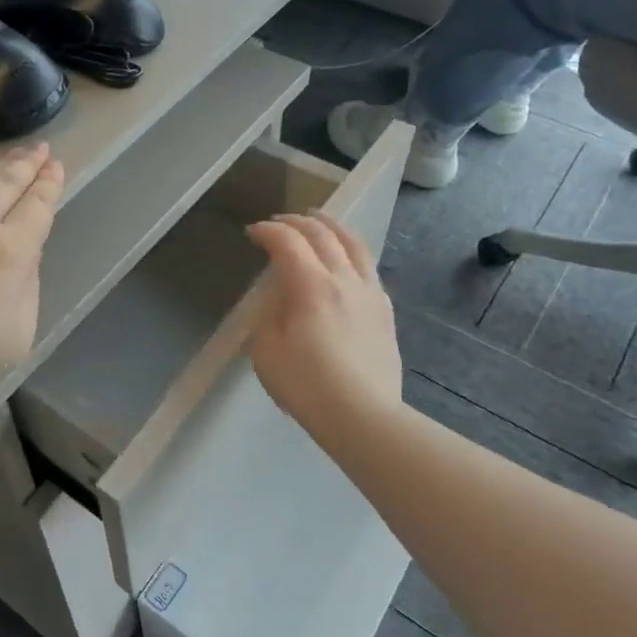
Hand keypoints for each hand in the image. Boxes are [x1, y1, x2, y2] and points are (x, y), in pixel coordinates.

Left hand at [0, 145, 63, 410]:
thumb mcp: (16, 335)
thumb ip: (28, 287)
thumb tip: (24, 256)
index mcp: (8, 251)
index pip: (37, 206)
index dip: (49, 184)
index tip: (55, 165)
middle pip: (5, 182)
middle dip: (26, 163)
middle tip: (39, 149)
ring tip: (7, 162)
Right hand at [246, 213, 401, 437]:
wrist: (363, 416)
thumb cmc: (307, 386)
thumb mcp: (266, 352)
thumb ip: (270, 315)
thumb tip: (281, 298)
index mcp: (311, 286)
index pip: (287, 242)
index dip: (267, 231)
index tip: (252, 232)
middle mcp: (344, 279)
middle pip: (322, 234)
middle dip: (296, 222)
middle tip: (278, 222)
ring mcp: (370, 293)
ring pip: (353, 244)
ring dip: (331, 226)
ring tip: (318, 220)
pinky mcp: (385, 311)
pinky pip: (368, 267)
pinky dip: (351, 252)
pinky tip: (345, 261)